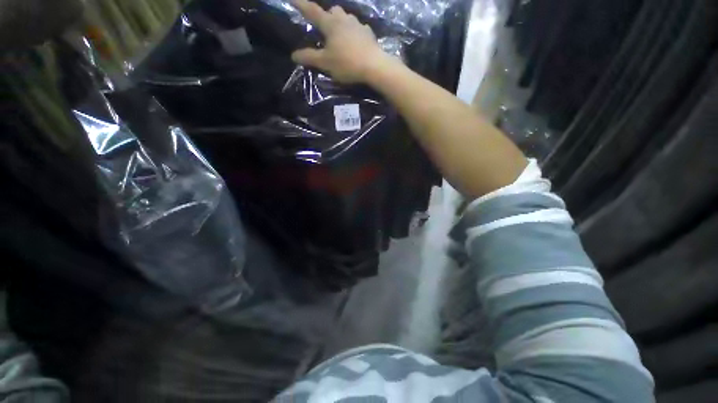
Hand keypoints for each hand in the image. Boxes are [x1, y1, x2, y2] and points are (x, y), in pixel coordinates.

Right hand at [291, 0, 397, 83]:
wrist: (374, 66)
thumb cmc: (347, 63)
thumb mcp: (325, 63)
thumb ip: (309, 58)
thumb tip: (294, 55)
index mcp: (330, 24)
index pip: (312, 11)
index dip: (301, 5)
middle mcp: (344, 19)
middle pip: (333, 10)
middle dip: (327, 16)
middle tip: (325, 29)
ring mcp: (358, 24)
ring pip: (347, 17)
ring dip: (341, 23)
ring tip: (340, 37)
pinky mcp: (369, 33)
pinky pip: (358, 28)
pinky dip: (354, 32)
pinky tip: (355, 43)